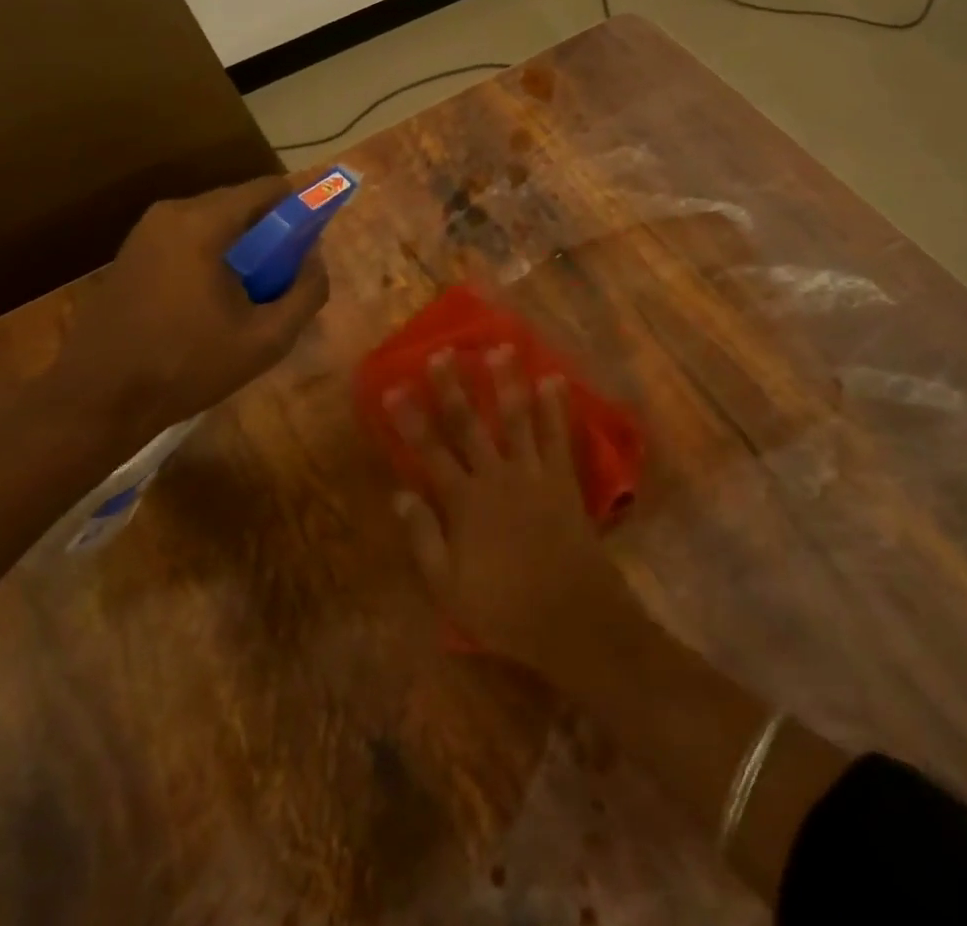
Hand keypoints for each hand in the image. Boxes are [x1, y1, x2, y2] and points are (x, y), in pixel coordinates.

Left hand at [48, 175, 330, 428]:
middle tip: (282, 281)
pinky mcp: (132, 252)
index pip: (269, 189)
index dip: (301, 209)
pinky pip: (189, 239)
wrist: (98, 399)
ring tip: (249, 298)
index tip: (311, 244)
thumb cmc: (187, 366)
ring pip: (215, 223)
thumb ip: (306, 292)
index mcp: (204, 222)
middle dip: (270, 235)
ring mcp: (146, 231)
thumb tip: (315, 259)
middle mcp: (172, 212)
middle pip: (242, 204)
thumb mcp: (267, 339)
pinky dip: (212, 257)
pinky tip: (212, 304)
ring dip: (241, 249)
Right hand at [387, 347, 641, 674]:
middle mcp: (496, 477)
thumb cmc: (503, 607)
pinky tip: (554, 380)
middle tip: (444, 352)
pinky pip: (558, 437)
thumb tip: (399, 495)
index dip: (410, 418)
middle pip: (469, 424)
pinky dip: (555, 408)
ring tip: (501, 348)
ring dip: (507, 382)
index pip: (429, 451)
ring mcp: (533, 474)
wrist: (571, 618)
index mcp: (464, 502)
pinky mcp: (563, 480)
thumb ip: (423, 537)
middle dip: (453, 387)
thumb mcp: (448, 586)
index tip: (395, 386)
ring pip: (516, 419)